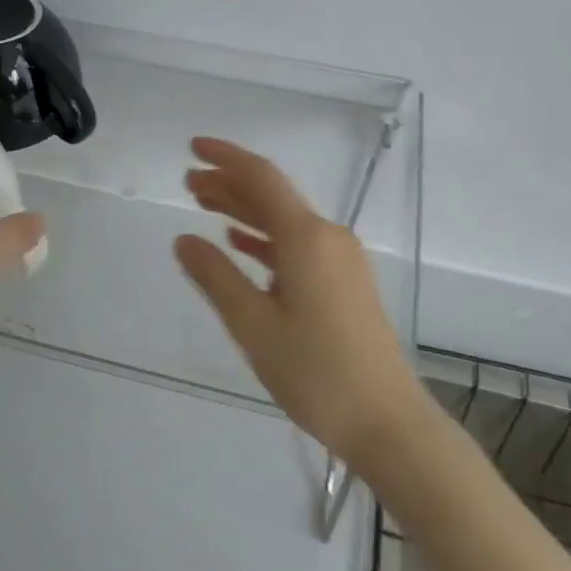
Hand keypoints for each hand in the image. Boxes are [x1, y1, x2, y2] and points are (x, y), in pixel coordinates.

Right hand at [176, 137, 425, 468]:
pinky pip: (298, 245)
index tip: (192, 147)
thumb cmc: (316, 373)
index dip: (225, 158)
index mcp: (306, 238)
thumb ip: (216, 277)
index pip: (261, 178)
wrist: (387, 422)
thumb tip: (183, 240)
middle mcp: (328, 237)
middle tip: (188, 183)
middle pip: (273, 196)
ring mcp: (341, 259)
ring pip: (285, 221)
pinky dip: (266, 238)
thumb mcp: (254, 326)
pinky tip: (242, 244)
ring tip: (205, 206)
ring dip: (245, 210)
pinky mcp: (345, 282)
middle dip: (229, 184)